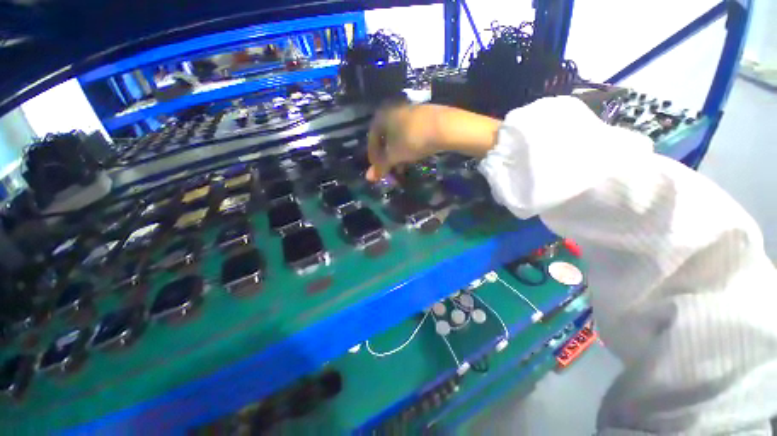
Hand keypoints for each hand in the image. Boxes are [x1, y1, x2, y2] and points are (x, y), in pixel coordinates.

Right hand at [366, 104, 438, 181]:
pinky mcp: (425, 116)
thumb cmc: (412, 140)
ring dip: (397, 154)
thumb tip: (368, 178)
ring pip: (399, 137)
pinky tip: (413, 157)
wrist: (445, 127)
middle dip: (387, 156)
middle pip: (386, 138)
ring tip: (401, 167)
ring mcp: (411, 112)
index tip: (377, 169)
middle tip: (389, 170)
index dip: (373, 156)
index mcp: (383, 116)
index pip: (372, 139)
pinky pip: (410, 134)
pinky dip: (408, 147)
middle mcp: (394, 110)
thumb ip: (381, 166)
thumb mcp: (394, 155)